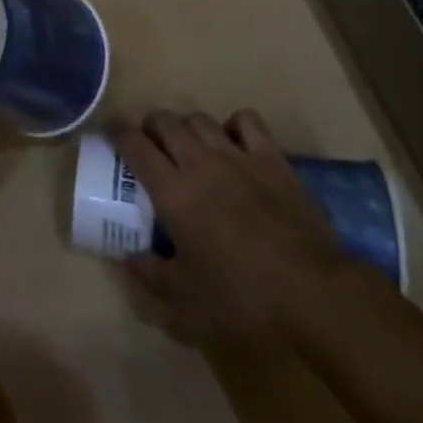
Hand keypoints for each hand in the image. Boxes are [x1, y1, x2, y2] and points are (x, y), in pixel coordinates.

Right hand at [116, 109, 357, 349]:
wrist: (313, 293)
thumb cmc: (243, 299)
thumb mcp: (186, 303)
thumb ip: (150, 277)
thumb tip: (126, 258)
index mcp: (173, 191)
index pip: (134, 145)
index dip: (117, 132)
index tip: (109, 130)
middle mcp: (199, 161)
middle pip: (165, 121)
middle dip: (151, 125)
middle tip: (150, 142)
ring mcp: (237, 155)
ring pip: (200, 119)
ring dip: (187, 126)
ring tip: (188, 143)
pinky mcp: (271, 157)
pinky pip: (246, 121)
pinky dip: (234, 124)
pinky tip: (233, 140)